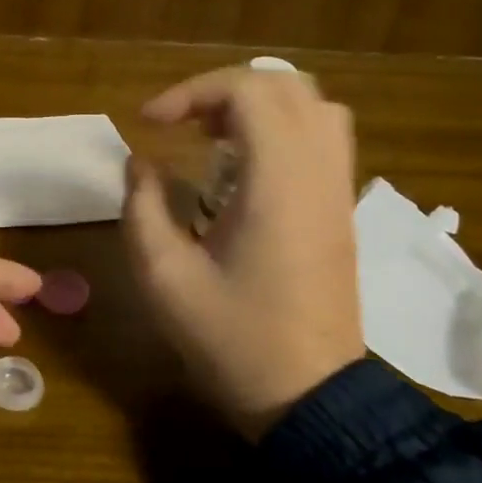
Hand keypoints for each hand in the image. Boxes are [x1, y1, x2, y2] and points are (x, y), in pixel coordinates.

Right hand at [122, 66, 365, 440]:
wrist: (309, 397)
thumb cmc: (232, 338)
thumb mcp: (164, 277)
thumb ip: (143, 207)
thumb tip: (140, 163)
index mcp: (278, 182)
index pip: (250, 90)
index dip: (191, 91)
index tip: (148, 123)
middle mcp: (318, 172)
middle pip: (285, 86)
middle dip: (222, 91)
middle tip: (179, 125)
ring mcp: (338, 190)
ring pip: (313, 106)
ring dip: (256, 105)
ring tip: (210, 137)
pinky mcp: (341, 210)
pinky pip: (323, 138)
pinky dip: (281, 129)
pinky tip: (241, 167)